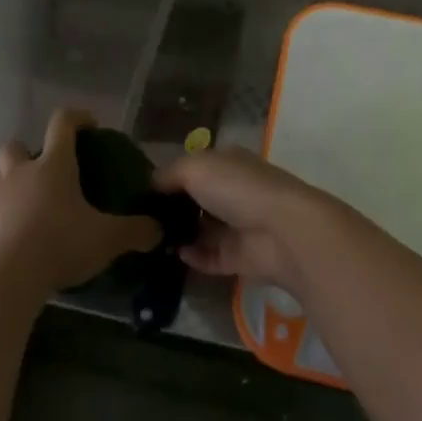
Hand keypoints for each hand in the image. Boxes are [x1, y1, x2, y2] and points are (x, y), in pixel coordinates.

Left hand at [0, 108, 159, 300]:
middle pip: (15, 145)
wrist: (7, 277)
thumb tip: (158, 230)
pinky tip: (12, 237)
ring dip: (6, 184)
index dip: (77, 117)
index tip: (89, 125)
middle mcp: (20, 172)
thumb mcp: (107, 239)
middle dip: (27, 153)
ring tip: (23, 204)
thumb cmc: (61, 243)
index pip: (63, 123)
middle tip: (45, 173)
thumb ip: (135, 231)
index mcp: (53, 165)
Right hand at [153, 147, 344, 292]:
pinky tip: (174, 256)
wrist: (282, 232)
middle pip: (198, 199)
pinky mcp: (241, 257)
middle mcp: (234, 191)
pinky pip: (211, 257)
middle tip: (139, 220)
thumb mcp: (195, 168)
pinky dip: (194, 257)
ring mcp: (239, 225)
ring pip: (204, 230)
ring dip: (180, 234)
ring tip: (148, 240)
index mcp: (227, 163)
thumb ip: (169, 174)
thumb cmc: (238, 188)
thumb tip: (151, 183)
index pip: (195, 167)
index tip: (141, 191)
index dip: (170, 177)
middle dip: (172, 208)